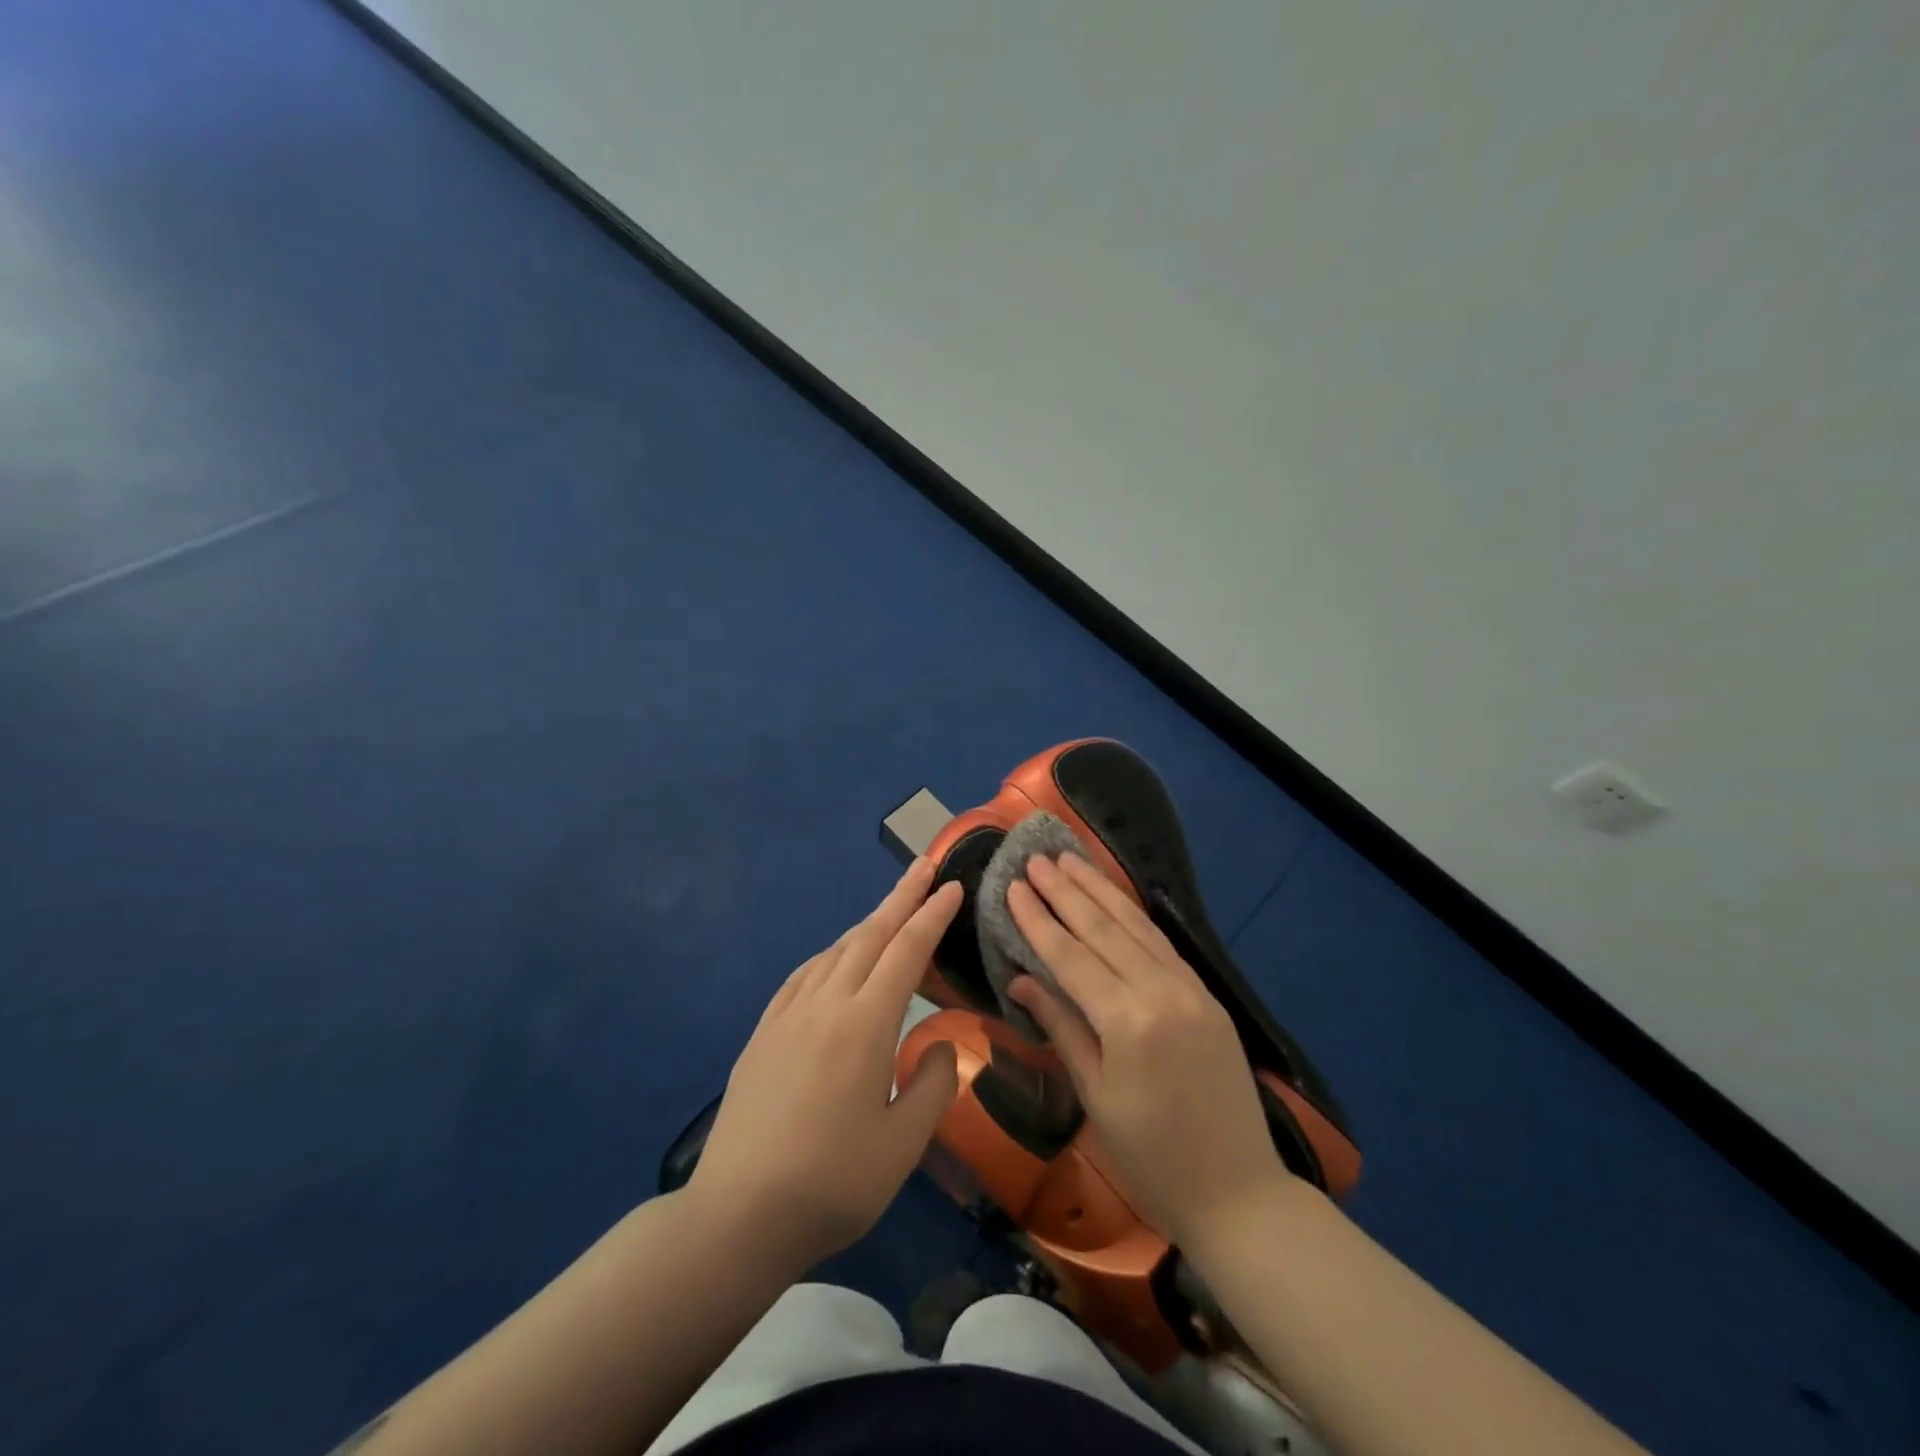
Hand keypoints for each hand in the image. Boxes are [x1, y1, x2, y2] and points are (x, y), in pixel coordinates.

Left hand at [688, 859, 961, 1271]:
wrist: (738, 1215)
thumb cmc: (832, 1183)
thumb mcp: (903, 1144)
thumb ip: (933, 1085)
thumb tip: (940, 1045)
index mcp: (864, 1025)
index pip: (907, 952)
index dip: (932, 916)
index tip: (951, 887)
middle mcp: (825, 1005)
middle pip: (869, 936)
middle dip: (901, 898)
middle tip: (924, 866)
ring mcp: (788, 1016)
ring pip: (834, 952)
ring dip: (867, 925)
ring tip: (889, 912)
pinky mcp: (763, 1034)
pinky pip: (802, 976)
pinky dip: (829, 956)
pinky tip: (833, 961)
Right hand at [1006, 852, 1288, 1245]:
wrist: (1240, 1194)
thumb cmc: (1152, 1158)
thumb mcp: (1096, 1096)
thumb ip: (1061, 1027)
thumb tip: (1021, 978)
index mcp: (1128, 1022)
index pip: (1071, 956)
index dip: (1039, 920)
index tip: (1014, 886)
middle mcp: (1162, 992)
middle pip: (1104, 929)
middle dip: (1066, 891)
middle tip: (1036, 858)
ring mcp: (1191, 990)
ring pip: (1136, 927)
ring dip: (1101, 890)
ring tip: (1071, 860)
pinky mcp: (1208, 995)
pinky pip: (1162, 944)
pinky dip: (1133, 916)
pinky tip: (1115, 898)